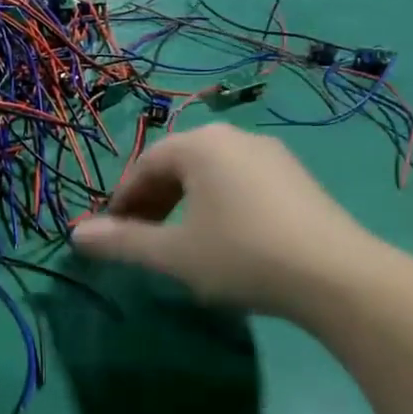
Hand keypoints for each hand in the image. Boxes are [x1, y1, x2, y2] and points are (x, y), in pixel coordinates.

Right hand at [71, 125, 384, 323]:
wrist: (337, 276)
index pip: (145, 166)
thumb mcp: (173, 254)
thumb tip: (75, 235)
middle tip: (141, 238)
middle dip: (152, 200)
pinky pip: (239, 181)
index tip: (112, 234)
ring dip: (183, 203)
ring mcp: (270, 154)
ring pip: (209, 173)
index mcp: (200, 145)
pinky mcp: (296, 177)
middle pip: (177, 164)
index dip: (122, 201)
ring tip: (178, 240)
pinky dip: (216, 203)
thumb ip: (121, 242)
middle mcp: (234, 137)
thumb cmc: (241, 256)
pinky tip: (223, 238)